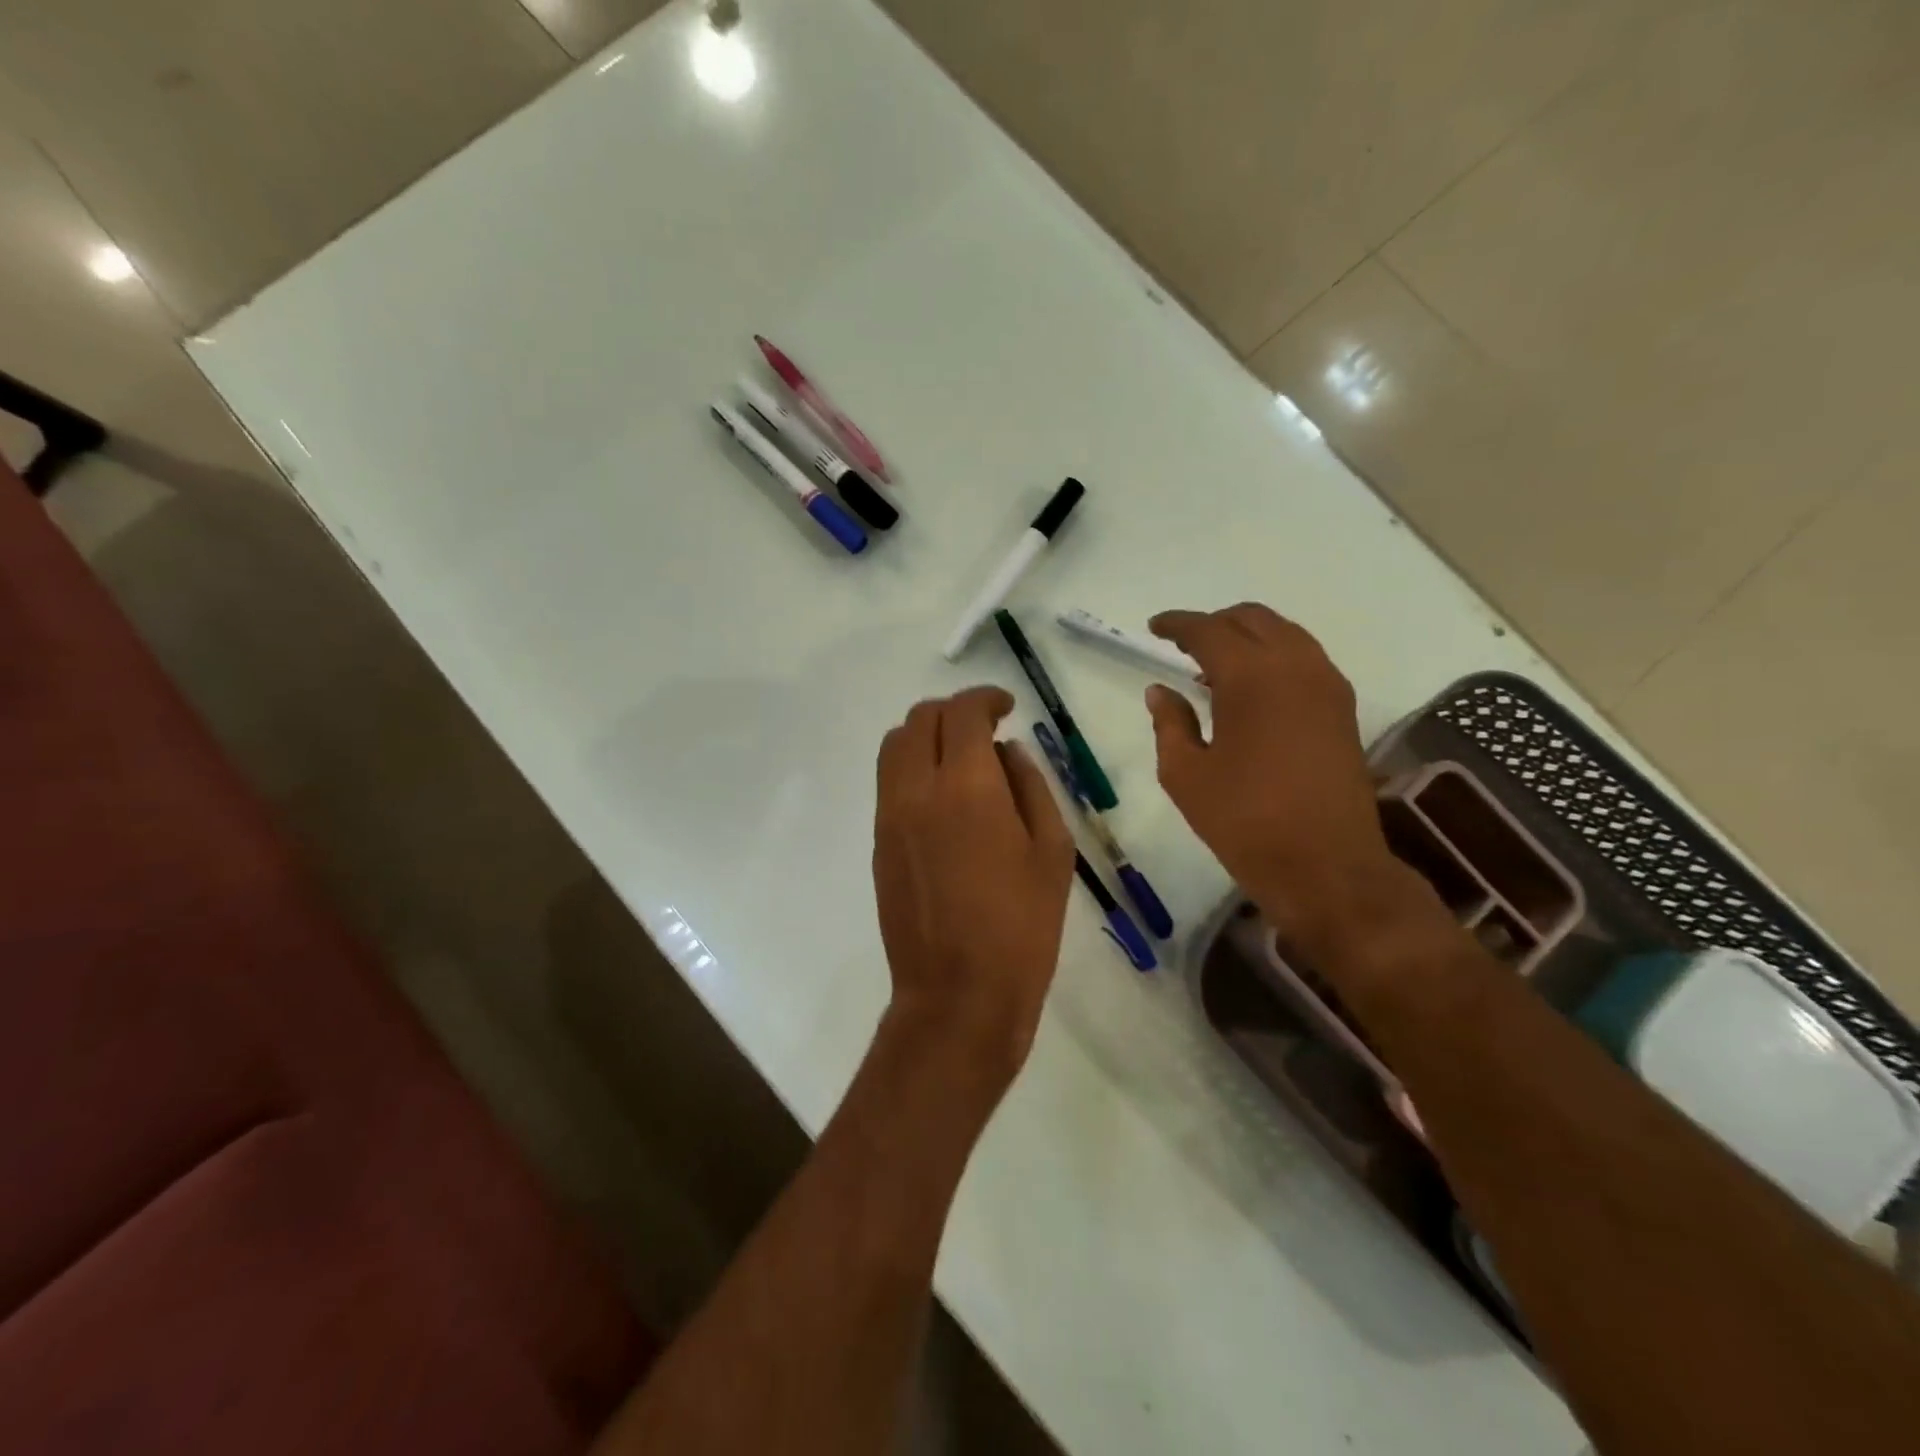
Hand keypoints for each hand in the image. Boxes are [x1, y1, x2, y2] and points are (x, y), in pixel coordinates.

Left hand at [873, 687, 1074, 1092]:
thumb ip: (1031, 787)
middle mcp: (917, 790)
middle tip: (986, 728)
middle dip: (954, 711)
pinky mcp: (878, 842)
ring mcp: (890, 816)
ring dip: (926, 735)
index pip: (963, 713)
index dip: (986, 698)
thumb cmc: (1021, 927)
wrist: (957, 995)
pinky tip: (944, 796)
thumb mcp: (1051, 852)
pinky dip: (912, 766)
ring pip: (894, 746)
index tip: (1007, 706)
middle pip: (920, 719)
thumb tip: (1008, 752)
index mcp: (967, 787)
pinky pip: (888, 781)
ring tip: (961, 758)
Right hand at [1144, 604, 1405, 947]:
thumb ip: (1169, 723)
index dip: (1177, 624)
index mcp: (1251, 677)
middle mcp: (1295, 666)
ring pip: (1284, 634)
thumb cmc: (1244, 821)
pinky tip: (1252, 691)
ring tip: (1215, 668)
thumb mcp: (1186, 775)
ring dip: (1247, 637)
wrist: (1326, 866)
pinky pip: (1304, 659)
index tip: (1154, 627)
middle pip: (1252, 619)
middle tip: (1183, 644)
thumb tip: (1159, 691)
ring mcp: (1327, 685)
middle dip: (1214, 624)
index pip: (1208, 630)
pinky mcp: (1344, 708)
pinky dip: (1273, 657)